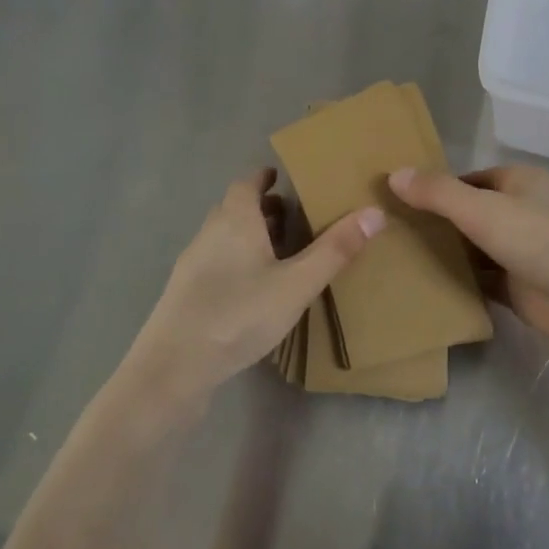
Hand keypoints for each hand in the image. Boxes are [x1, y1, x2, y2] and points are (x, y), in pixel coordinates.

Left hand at [115, 169, 384, 408]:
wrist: (172, 370)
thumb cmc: (239, 314)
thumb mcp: (298, 283)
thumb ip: (336, 249)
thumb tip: (376, 212)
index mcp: (235, 220)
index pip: (248, 182)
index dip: (266, 178)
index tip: (287, 180)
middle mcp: (209, 233)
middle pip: (236, 208)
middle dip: (264, 209)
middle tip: (296, 217)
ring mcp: (193, 265)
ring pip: (226, 237)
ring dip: (251, 236)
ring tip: (282, 252)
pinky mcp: (185, 295)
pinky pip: (217, 263)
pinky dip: (238, 261)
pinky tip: (256, 289)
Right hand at [387, 164, 548, 367]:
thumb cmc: (546, 243)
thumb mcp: (486, 211)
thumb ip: (439, 194)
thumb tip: (394, 174)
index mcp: (519, 183)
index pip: (466, 179)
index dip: (432, 187)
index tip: (390, 200)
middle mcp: (521, 212)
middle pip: (468, 214)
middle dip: (433, 222)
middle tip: (381, 232)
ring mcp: (522, 253)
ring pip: (473, 248)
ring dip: (442, 254)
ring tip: (389, 259)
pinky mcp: (521, 289)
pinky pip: (481, 280)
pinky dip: (457, 283)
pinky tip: (420, 288)